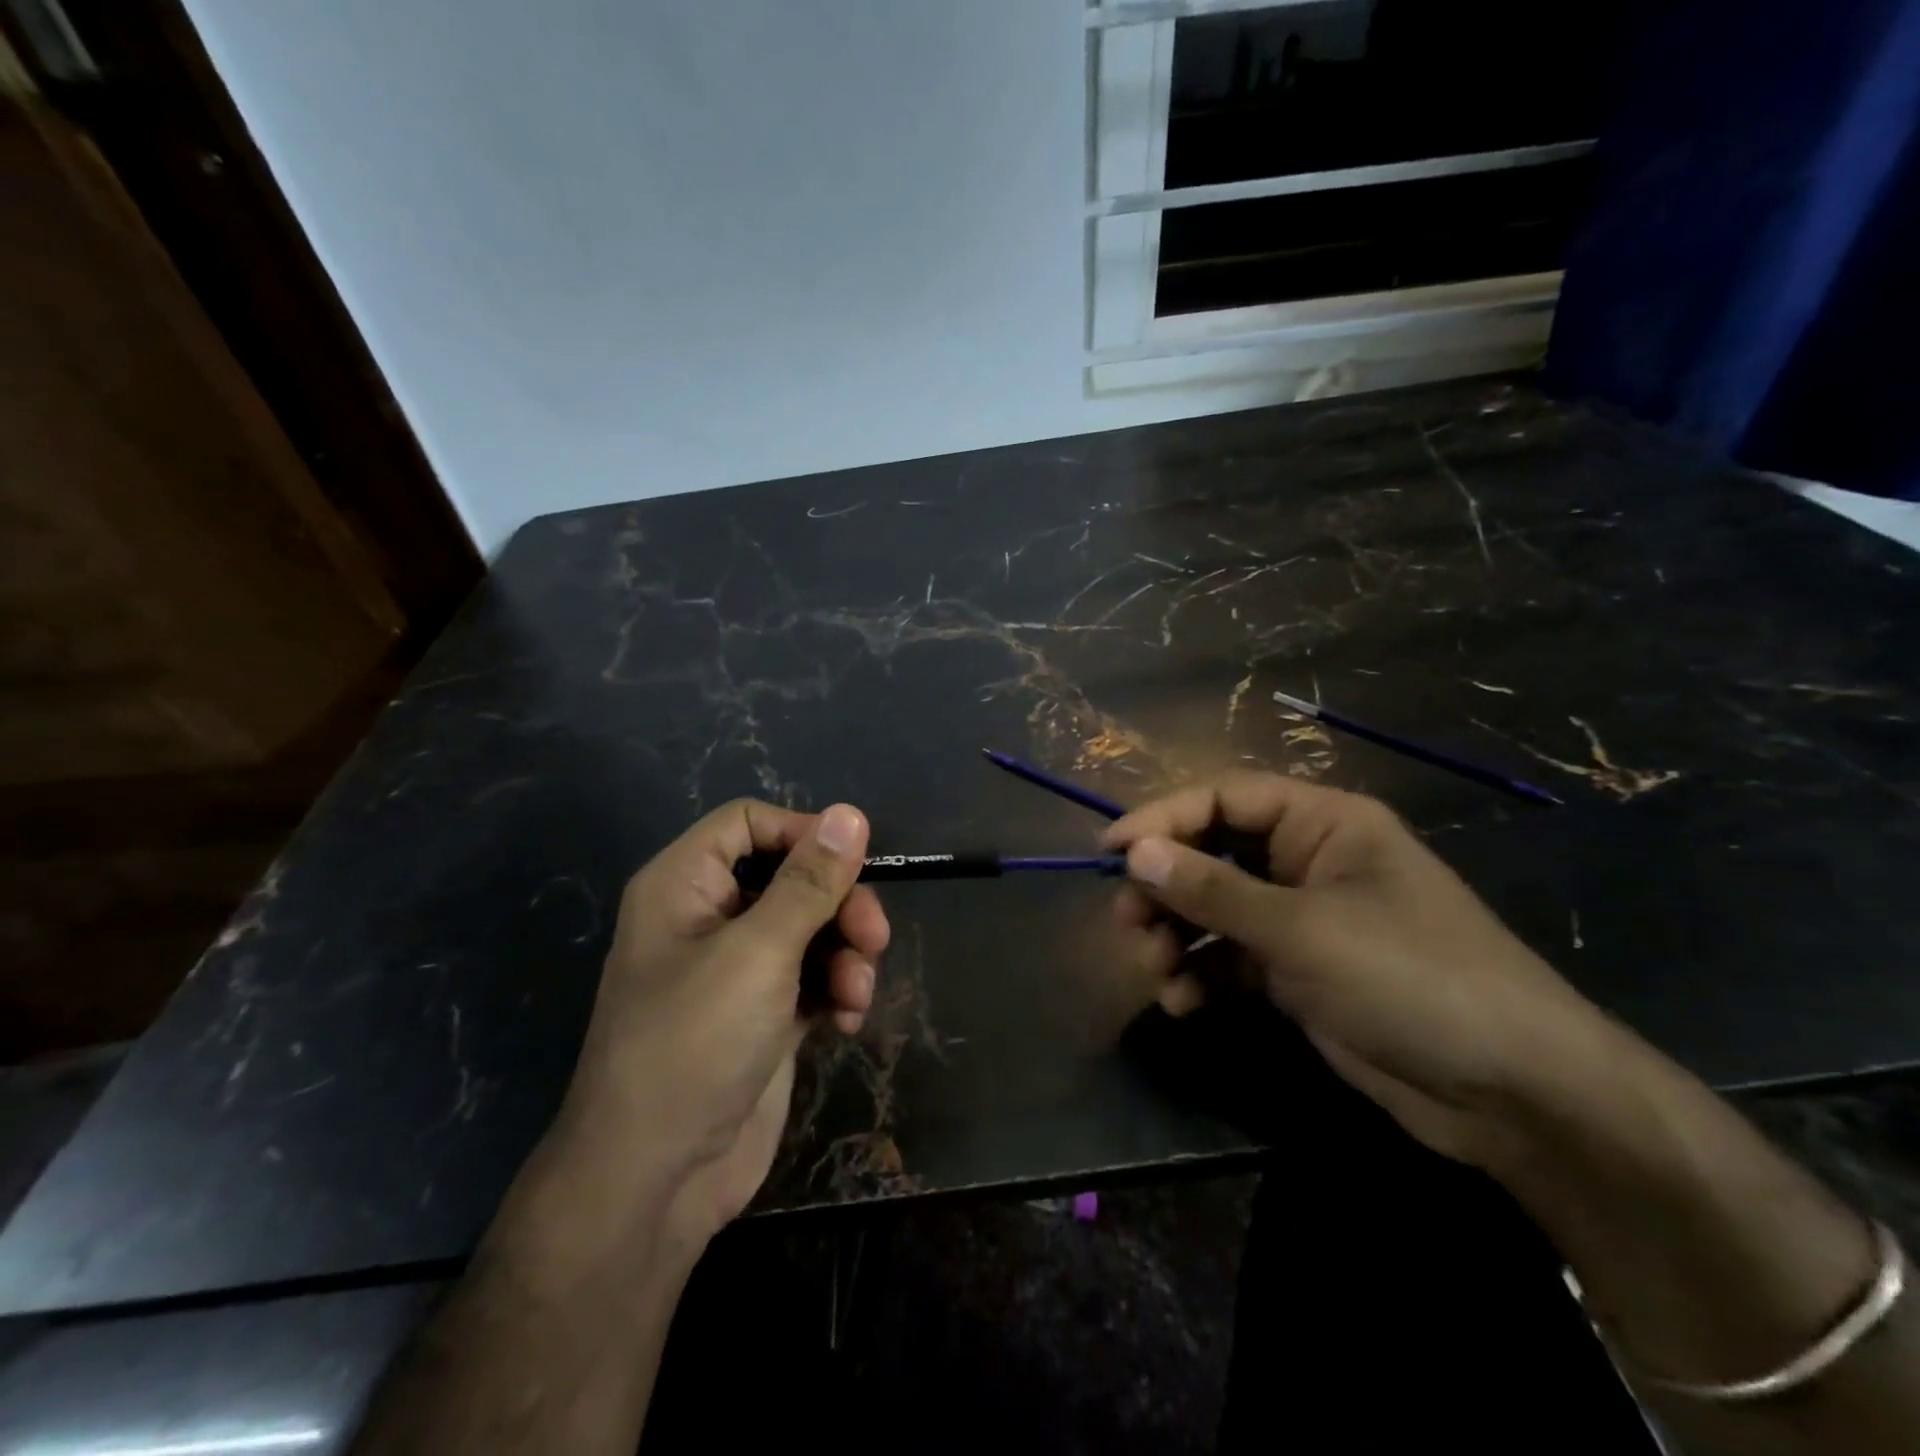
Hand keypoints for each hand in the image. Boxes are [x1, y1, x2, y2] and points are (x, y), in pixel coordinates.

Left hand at [550, 799, 888, 1248]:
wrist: (656, 1183)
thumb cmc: (694, 1045)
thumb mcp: (759, 953)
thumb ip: (809, 882)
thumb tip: (849, 813)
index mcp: (685, 886)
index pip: (748, 824)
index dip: (802, 833)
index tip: (853, 861)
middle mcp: (710, 918)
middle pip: (792, 877)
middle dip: (840, 905)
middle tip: (874, 937)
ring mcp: (738, 969)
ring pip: (812, 928)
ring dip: (846, 954)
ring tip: (856, 994)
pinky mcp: (765, 1013)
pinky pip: (814, 976)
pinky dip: (837, 991)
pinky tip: (848, 1023)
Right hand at [1102, 772, 1619, 1167]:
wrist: (1514, 1094)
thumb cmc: (1411, 979)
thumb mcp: (1302, 929)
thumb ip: (1213, 890)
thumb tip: (1135, 852)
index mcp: (1322, 823)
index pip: (1224, 799)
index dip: (1163, 818)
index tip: (1110, 850)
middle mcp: (1308, 861)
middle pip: (1213, 854)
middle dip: (1165, 888)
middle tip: (1127, 923)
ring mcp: (1304, 918)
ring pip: (1216, 909)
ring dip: (1177, 936)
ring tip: (1155, 970)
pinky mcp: (1299, 972)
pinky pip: (1232, 958)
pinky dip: (1202, 974)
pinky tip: (1183, 1002)